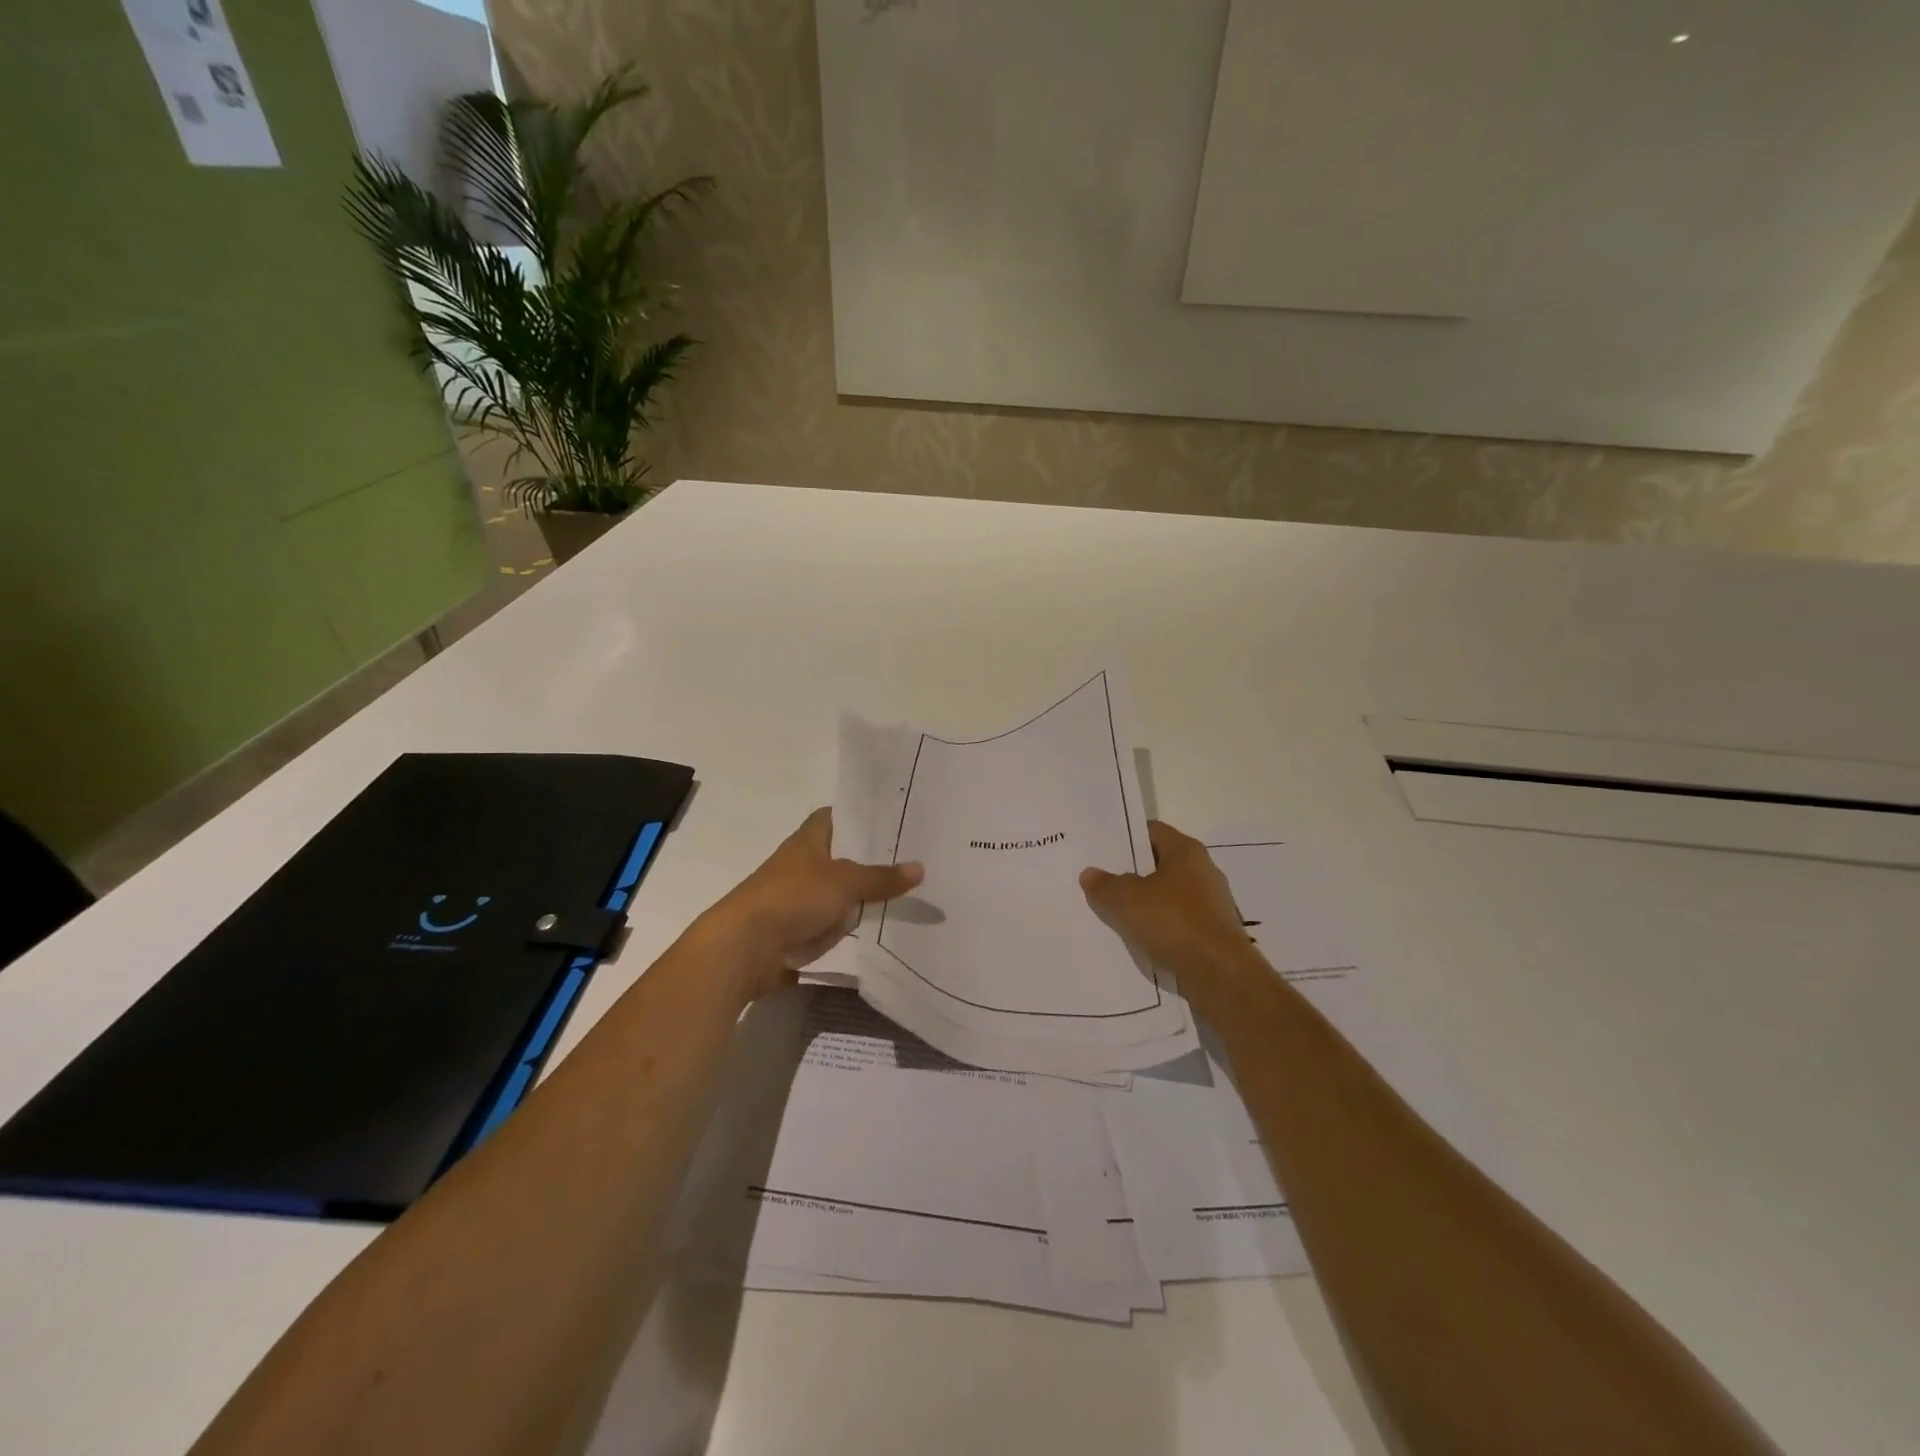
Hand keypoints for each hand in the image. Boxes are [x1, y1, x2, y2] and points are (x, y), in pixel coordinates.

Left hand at [694, 808, 923, 1000]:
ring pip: (838, 894)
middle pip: (841, 857)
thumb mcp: (844, 883)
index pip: (834, 817)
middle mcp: (801, 866)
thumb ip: (881, 877)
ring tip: (907, 897)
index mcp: (807, 842)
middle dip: (870, 861)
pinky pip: (831, 926)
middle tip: (913, 859)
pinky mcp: (795, 932)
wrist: (744, 949)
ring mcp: (796, 900)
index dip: (858, 815)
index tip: (891, 818)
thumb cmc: (791, 899)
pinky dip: (849, 930)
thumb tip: (920, 867)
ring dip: (861, 899)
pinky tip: (879, 932)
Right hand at [1080, 820, 1251, 993]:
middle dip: (1131, 873)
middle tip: (1101, 881)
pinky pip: (1177, 922)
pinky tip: (1138, 938)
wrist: (1220, 975)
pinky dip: (1159, 926)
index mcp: (1186, 851)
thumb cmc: (1173, 922)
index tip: (1101, 849)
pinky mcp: (1213, 932)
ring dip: (1144, 903)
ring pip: (1167, 895)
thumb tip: (1090, 874)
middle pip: (1159, 863)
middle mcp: (1203, 871)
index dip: (1125, 837)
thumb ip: (1104, 885)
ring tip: (1113, 912)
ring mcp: (1211, 903)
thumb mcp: (1126, 901)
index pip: (1151, 831)